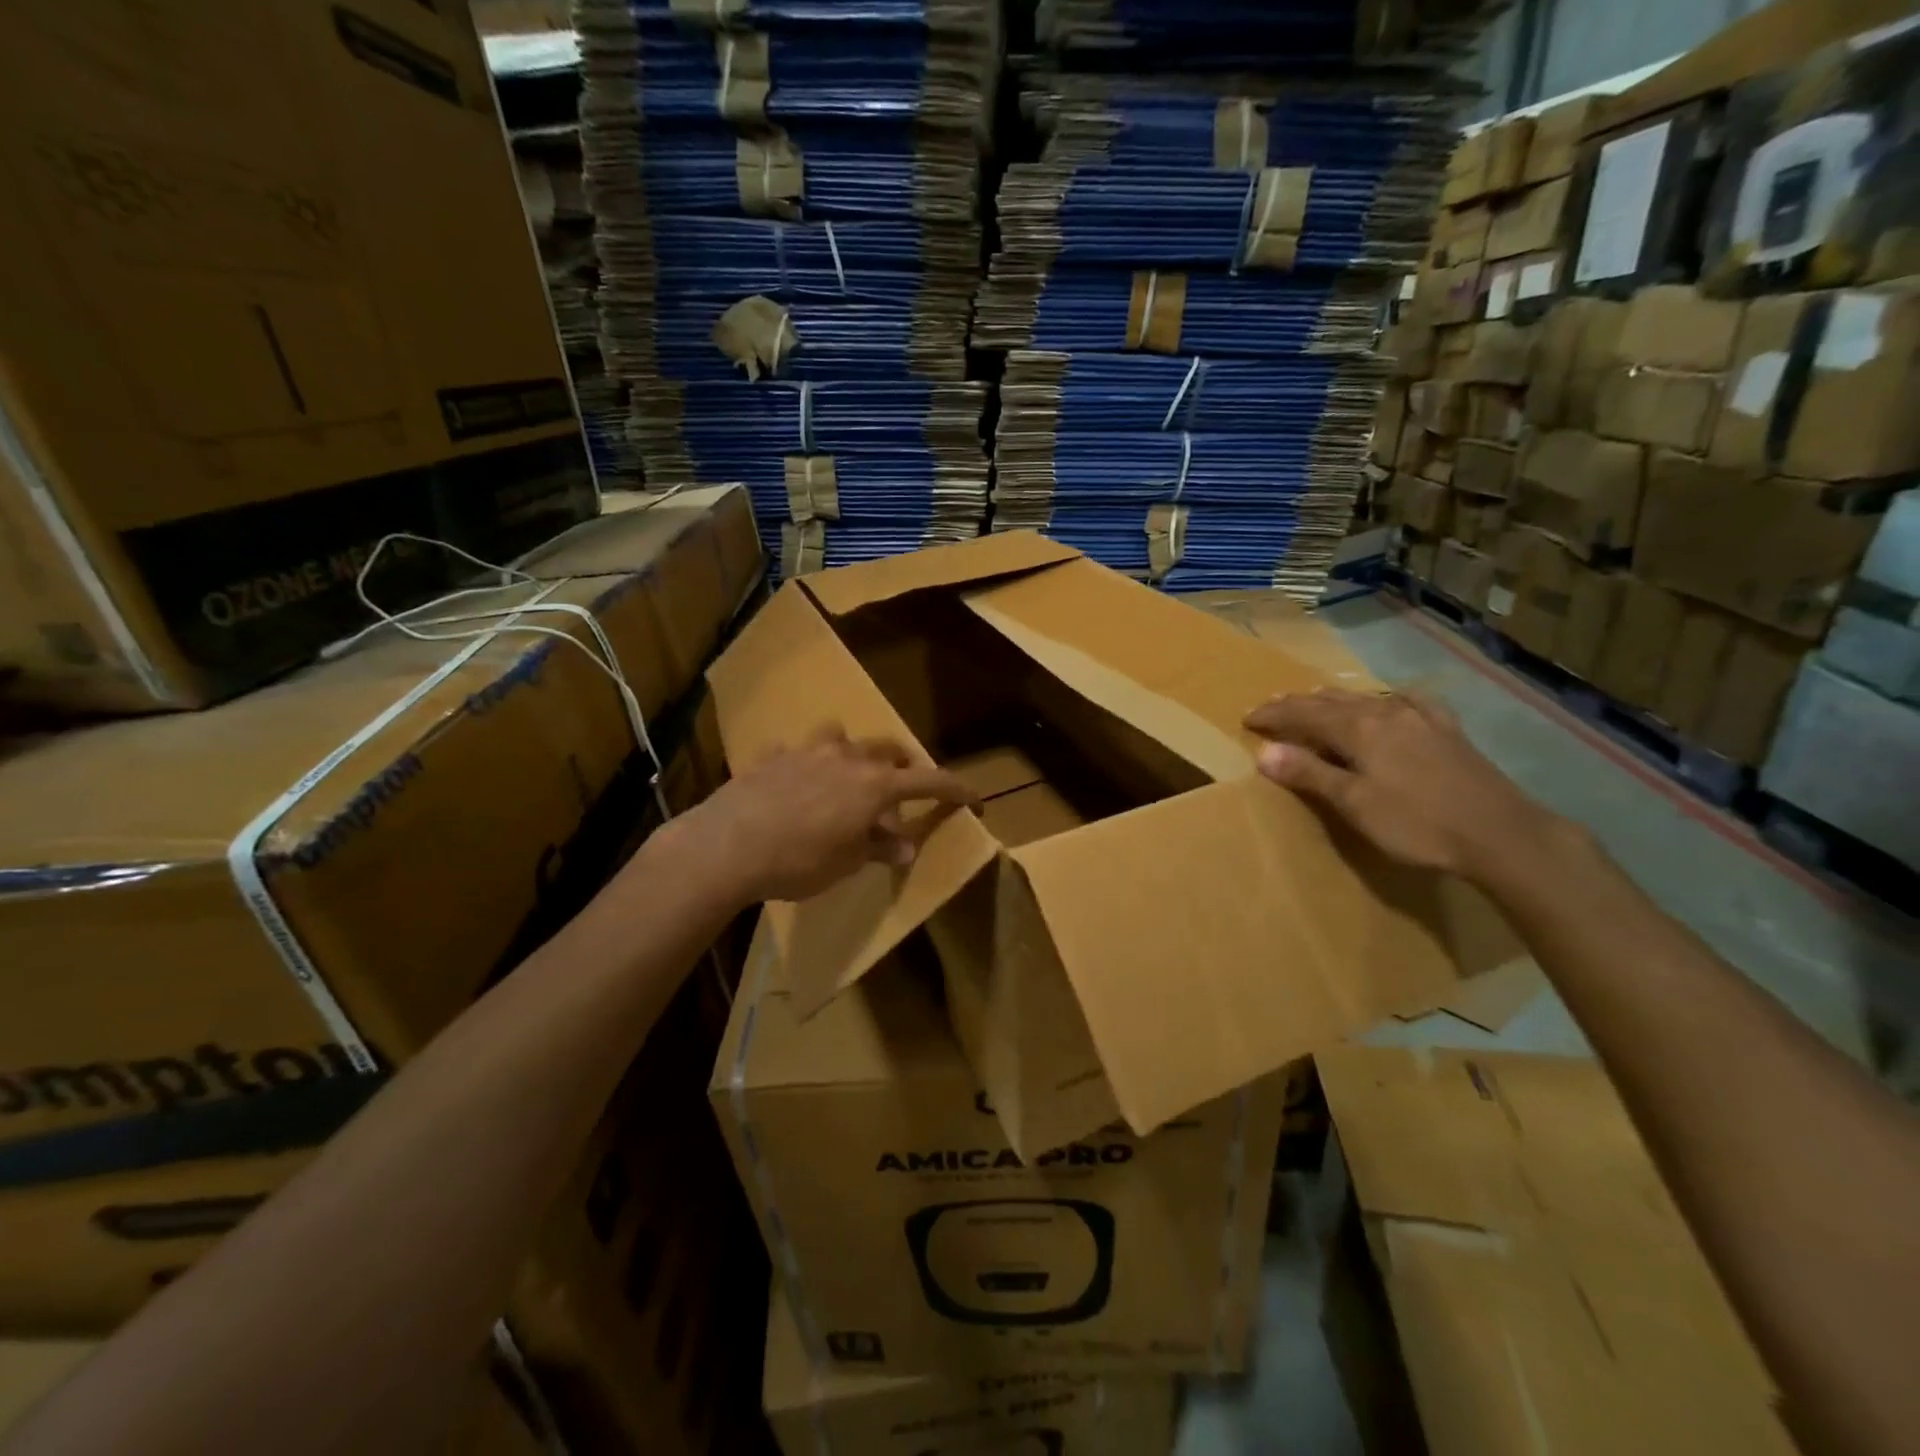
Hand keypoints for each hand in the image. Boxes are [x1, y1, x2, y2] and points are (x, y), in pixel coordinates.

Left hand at [680, 726, 976, 903]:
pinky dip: (803, 764)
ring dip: (852, 753)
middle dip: (902, 766)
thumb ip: (878, 848)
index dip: (956, 790)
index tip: (975, 800)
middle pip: (887, 750)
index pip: (930, 781)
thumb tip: (904, 846)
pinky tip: (792, 783)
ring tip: (846, 776)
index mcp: (874, 785)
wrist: (728, 846)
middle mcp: (847, 758)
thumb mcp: (846, 863)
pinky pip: (795, 752)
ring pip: (841, 737)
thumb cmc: (799, 861)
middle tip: (902, 790)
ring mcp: (807, 752)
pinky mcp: (772, 757)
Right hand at [1243, 688, 1564, 883]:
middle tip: (1271, 705)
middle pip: (1331, 702)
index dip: (1273, 715)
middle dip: (1298, 703)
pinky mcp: (1447, 731)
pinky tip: (1392, 701)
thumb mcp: (1354, 804)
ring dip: (1334, 700)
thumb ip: (1310, 774)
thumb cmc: (1417, 823)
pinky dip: (1385, 700)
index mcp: (1359, 729)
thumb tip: (1264, 750)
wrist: (1501, 833)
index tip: (1247, 718)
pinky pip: (1408, 703)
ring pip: (1366, 699)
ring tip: (1314, 699)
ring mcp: (1420, 718)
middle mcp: (1386, 713)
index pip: (1303, 714)